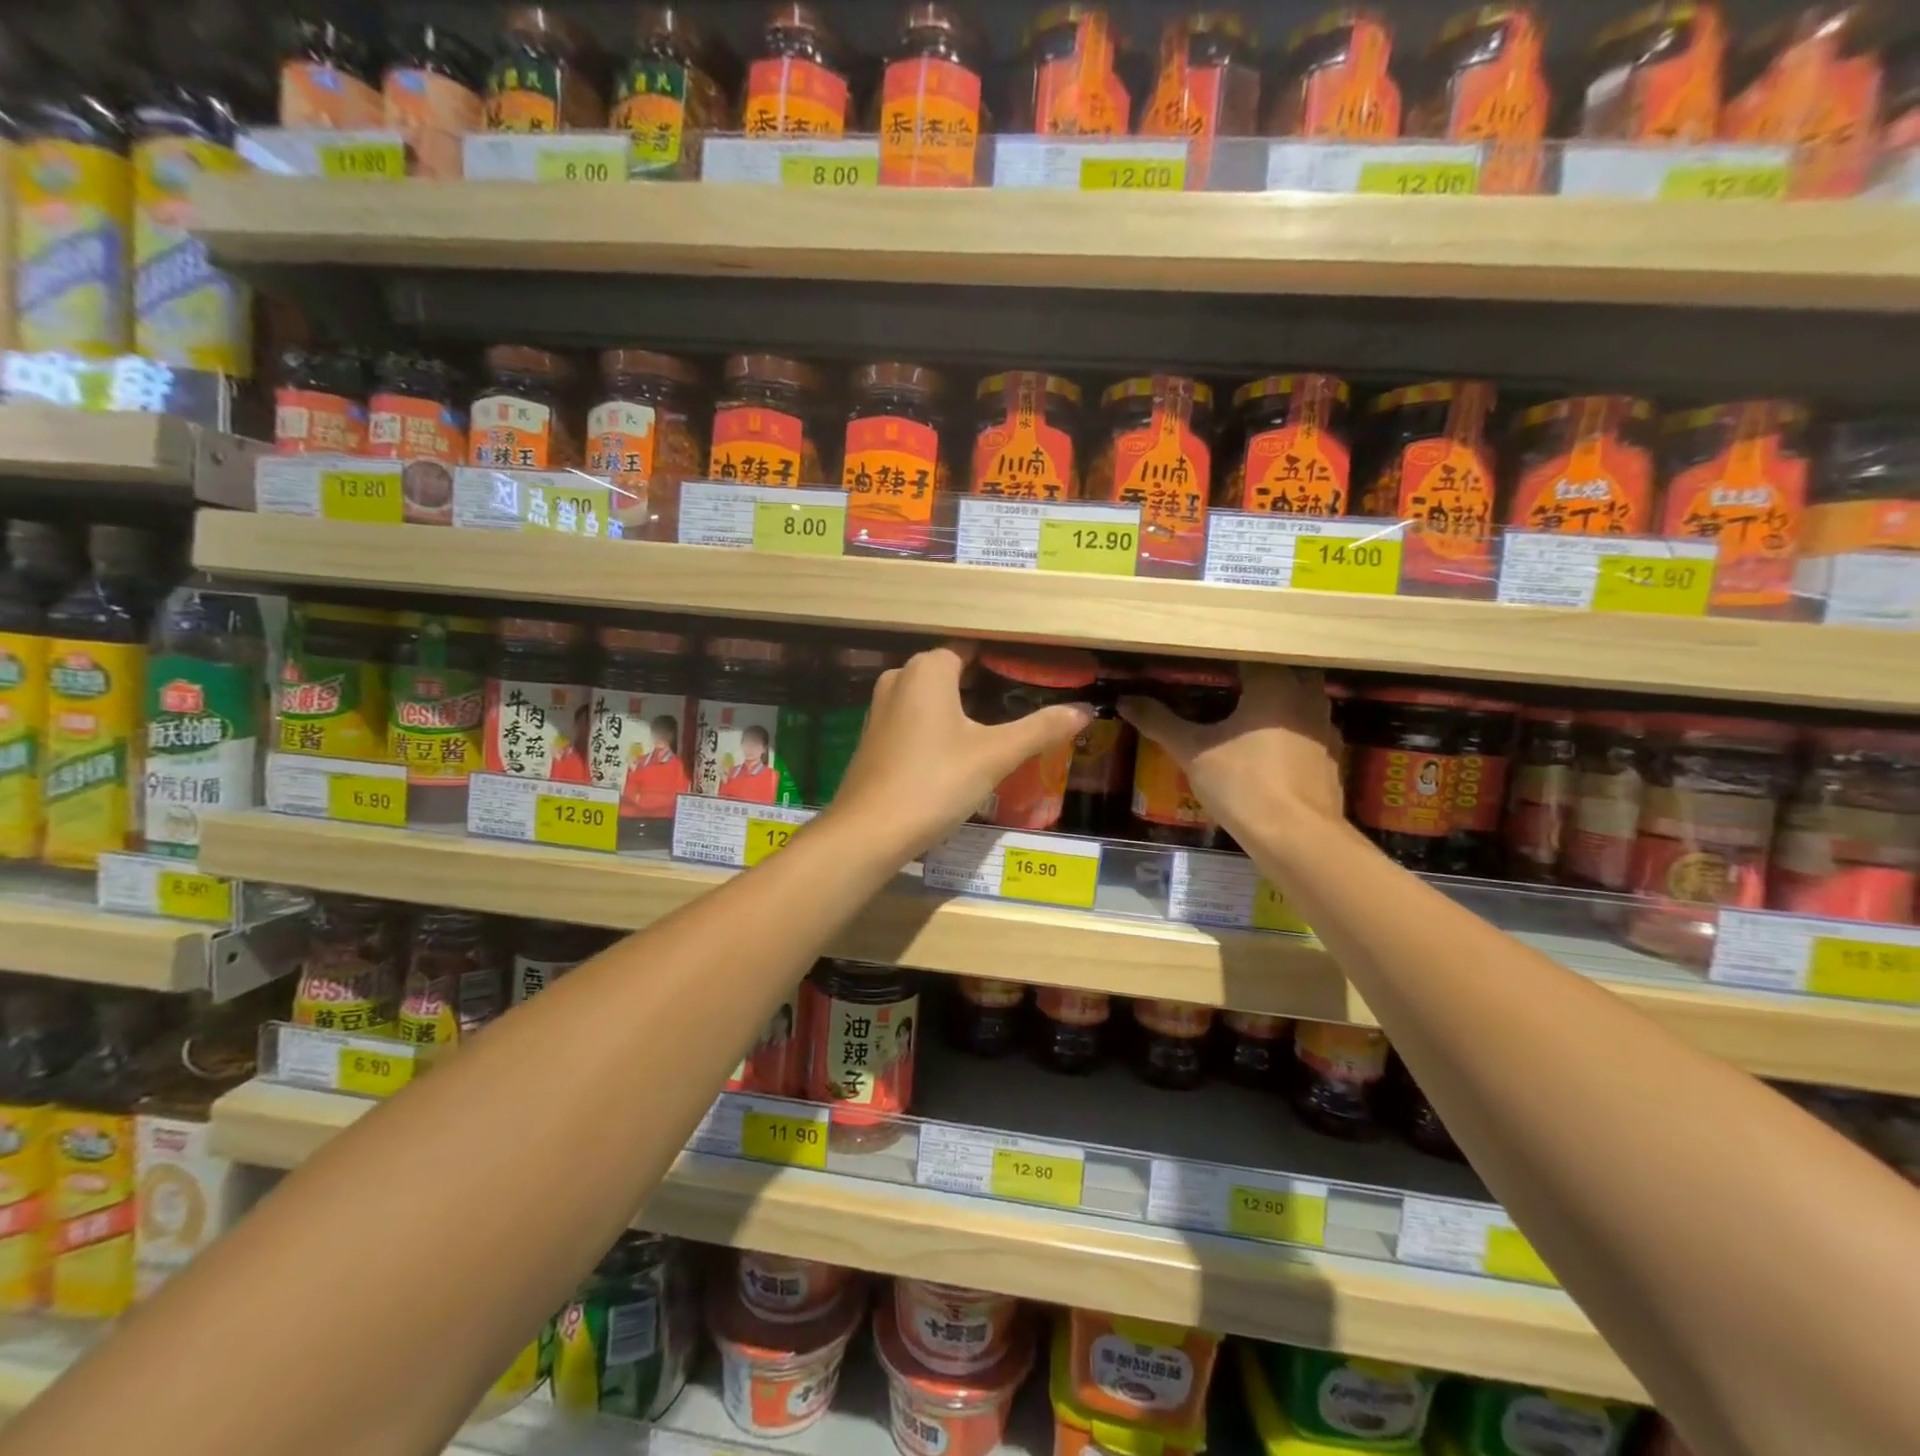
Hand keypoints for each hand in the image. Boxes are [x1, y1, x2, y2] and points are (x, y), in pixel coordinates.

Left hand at [827, 641, 1092, 858]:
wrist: (869, 832)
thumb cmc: (935, 782)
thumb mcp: (995, 755)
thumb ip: (1040, 729)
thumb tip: (1085, 711)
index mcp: (927, 670)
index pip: (971, 649)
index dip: (1003, 660)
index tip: (1033, 674)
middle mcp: (899, 679)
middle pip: (952, 673)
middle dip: (986, 686)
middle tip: (1024, 704)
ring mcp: (880, 710)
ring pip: (932, 699)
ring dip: (963, 709)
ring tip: (1000, 729)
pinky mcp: (874, 740)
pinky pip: (915, 721)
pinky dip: (940, 728)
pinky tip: (961, 754)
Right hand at [1118, 664, 1343, 842]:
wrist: (1296, 836)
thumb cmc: (1242, 784)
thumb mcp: (1192, 751)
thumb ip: (1159, 722)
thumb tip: (1125, 700)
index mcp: (1274, 685)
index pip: (1250, 655)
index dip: (1225, 658)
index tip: (1204, 664)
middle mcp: (1306, 698)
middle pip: (1285, 671)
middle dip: (1260, 674)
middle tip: (1228, 685)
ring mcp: (1325, 728)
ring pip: (1304, 699)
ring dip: (1280, 701)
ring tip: (1248, 713)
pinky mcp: (1331, 758)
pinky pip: (1309, 730)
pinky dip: (1292, 731)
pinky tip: (1271, 749)